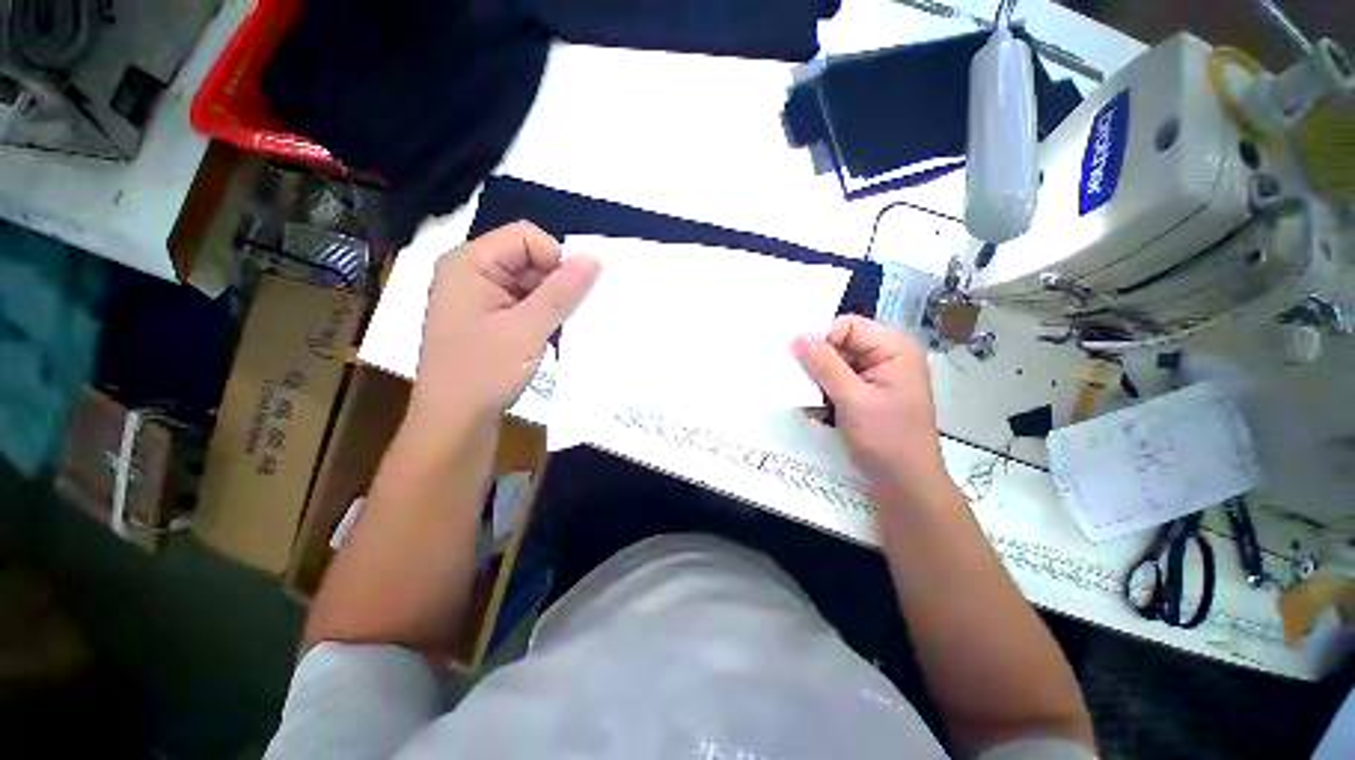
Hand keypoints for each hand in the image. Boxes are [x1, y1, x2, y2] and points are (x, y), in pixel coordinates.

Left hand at [410, 222, 598, 433]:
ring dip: (552, 304)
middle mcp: (472, 274)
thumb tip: (593, 258)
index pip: (525, 237)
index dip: (555, 259)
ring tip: (559, 331)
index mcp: (470, 264)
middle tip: (569, 316)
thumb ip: (562, 291)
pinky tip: (549, 338)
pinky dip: (543, 317)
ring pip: (531, 284)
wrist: (454, 422)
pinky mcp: (488, 320)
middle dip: (555, 284)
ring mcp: (479, 299)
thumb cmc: (484, 371)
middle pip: (528, 259)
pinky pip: (524, 304)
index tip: (572, 293)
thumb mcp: (528, 328)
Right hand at [792, 316, 947, 496]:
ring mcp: (877, 377)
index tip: (804, 366)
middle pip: (840, 344)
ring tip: (814, 405)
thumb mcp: (852, 399)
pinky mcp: (867, 394)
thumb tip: (797, 336)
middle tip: (803, 387)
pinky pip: (837, 383)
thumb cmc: (886, 439)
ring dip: (819, 383)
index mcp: (893, 349)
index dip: (823, 342)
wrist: (905, 485)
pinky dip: (825, 395)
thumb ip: (824, 365)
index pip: (847, 326)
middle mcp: (886, 357)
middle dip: (818, 365)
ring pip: (834, 365)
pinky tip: (821, 413)